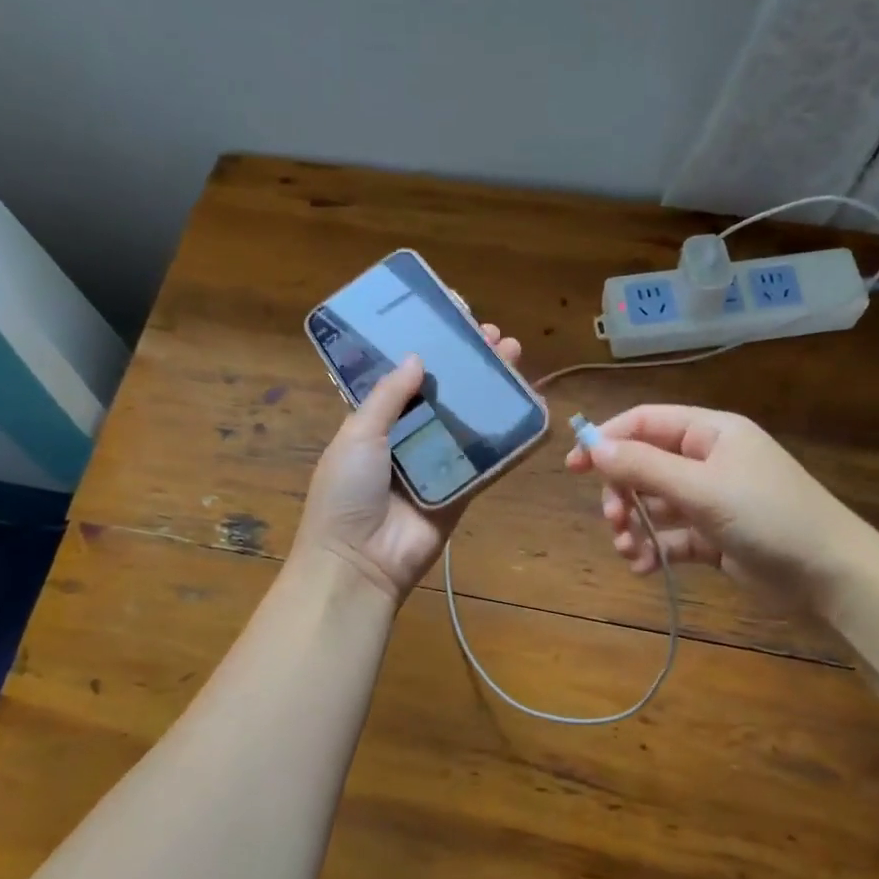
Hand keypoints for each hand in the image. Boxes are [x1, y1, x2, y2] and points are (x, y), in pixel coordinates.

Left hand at [293, 324, 523, 603]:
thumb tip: (418, 358)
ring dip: (491, 389)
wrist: (359, 561)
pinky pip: (489, 461)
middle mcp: (407, 438)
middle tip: (493, 335)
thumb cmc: (347, 491)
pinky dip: (510, 438)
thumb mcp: (358, 435)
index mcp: (375, 422)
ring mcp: (436, 464)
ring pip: (469, 419)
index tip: (452, 317)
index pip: (406, 375)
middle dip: (468, 362)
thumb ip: (388, 396)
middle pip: (445, 393)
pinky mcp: (462, 490)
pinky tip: (531, 409)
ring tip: (514, 356)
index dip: (429, 347)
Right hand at [564, 405, 878, 606]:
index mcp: (710, 433)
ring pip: (654, 505)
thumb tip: (592, 446)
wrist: (831, 575)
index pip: (645, 422)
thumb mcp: (702, 488)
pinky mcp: (715, 537)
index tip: (573, 467)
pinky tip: (645, 568)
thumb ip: (644, 466)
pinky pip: (671, 537)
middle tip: (614, 520)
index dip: (607, 439)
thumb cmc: (768, 516)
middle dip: (622, 493)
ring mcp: (711, 500)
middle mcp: (708, 460)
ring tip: (629, 551)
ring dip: (634, 526)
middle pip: (644, 466)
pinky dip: (654, 550)